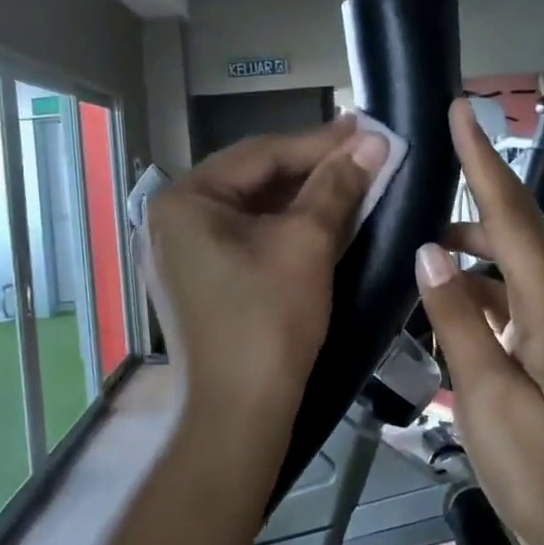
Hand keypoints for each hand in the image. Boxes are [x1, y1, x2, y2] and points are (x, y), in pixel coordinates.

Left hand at [143, 118, 387, 448]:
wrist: (239, 415)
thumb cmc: (268, 321)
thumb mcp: (307, 244)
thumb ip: (337, 186)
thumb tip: (373, 140)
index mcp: (183, 200)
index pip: (260, 154)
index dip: (320, 142)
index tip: (367, 129)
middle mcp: (170, 220)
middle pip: (252, 180)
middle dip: (311, 169)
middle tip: (364, 152)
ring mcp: (179, 254)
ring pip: (250, 211)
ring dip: (301, 199)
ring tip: (352, 180)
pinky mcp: (196, 283)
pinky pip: (242, 240)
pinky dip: (282, 230)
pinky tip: (321, 220)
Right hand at [413, 99, 543, 544]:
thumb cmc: (536, 467)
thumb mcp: (487, 392)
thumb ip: (456, 317)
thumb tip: (428, 251)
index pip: (513, 216)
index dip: (484, 160)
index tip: (463, 110)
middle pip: (515, 228)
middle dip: (476, 185)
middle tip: (431, 158)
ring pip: (508, 262)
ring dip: (468, 241)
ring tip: (419, 235)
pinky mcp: (543, 347)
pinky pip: (504, 295)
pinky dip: (471, 284)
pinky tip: (439, 294)